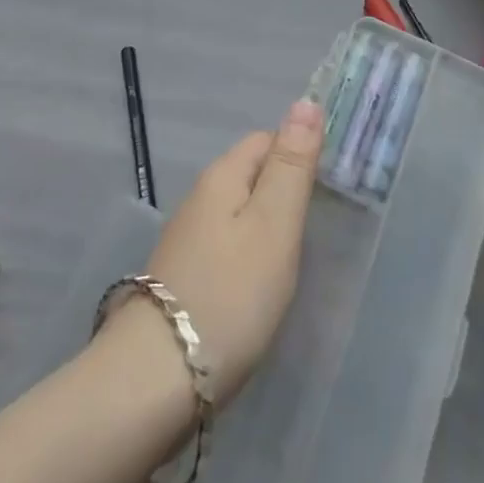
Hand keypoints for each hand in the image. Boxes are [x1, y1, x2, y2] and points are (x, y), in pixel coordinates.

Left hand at [138, 98, 325, 403]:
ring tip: (292, 260)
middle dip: (283, 191)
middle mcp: (199, 199)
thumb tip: (306, 102)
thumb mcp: (274, 224)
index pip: (266, 140)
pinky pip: (225, 247)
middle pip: (250, 175)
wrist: (155, 380)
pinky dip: (247, 257)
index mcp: (222, 177)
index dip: (299, 153)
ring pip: (237, 214)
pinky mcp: (181, 278)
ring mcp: (186, 240)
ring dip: (266, 226)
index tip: (328, 187)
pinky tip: (258, 287)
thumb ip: (291, 165)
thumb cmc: (230, 294)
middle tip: (316, 228)